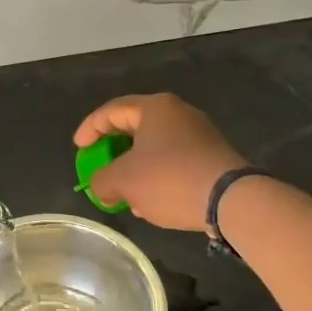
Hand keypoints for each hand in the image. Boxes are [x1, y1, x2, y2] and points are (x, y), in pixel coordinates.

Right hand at [73, 94, 246, 232]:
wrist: (232, 201)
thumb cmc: (170, 179)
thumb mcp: (123, 181)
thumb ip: (101, 180)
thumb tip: (101, 187)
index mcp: (154, 107)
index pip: (111, 111)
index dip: (89, 129)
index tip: (79, 149)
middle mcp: (179, 113)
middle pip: (134, 128)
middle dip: (113, 152)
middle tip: (100, 168)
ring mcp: (199, 134)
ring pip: (155, 148)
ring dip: (135, 169)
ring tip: (124, 194)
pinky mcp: (212, 157)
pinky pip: (174, 161)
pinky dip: (157, 177)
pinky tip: (152, 202)